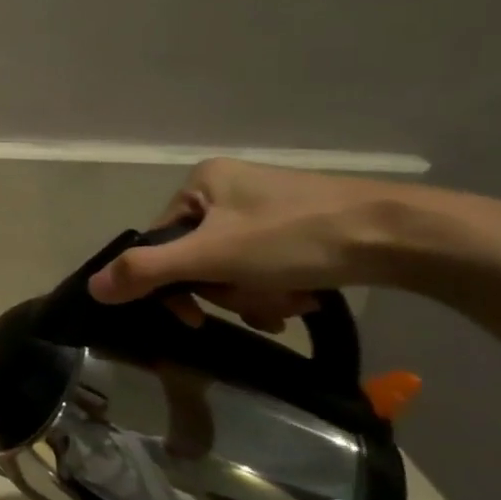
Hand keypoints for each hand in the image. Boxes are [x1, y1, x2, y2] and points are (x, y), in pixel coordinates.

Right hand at [87, 159, 406, 330]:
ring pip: (232, 266)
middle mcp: (229, 187)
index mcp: (202, 182)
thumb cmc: (299, 237)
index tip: (196, 317)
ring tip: (288, 305)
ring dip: (252, 295)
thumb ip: (146, 271)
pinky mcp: (302, 225)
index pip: (161, 241)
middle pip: (197, 257)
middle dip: (224, 291)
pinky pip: (265, 264)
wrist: (409, 236)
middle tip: (258, 308)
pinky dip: (276, 288)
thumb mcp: (213, 257)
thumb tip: (91, 288)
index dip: (173, 284)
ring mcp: (267, 206)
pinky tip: (302, 299)